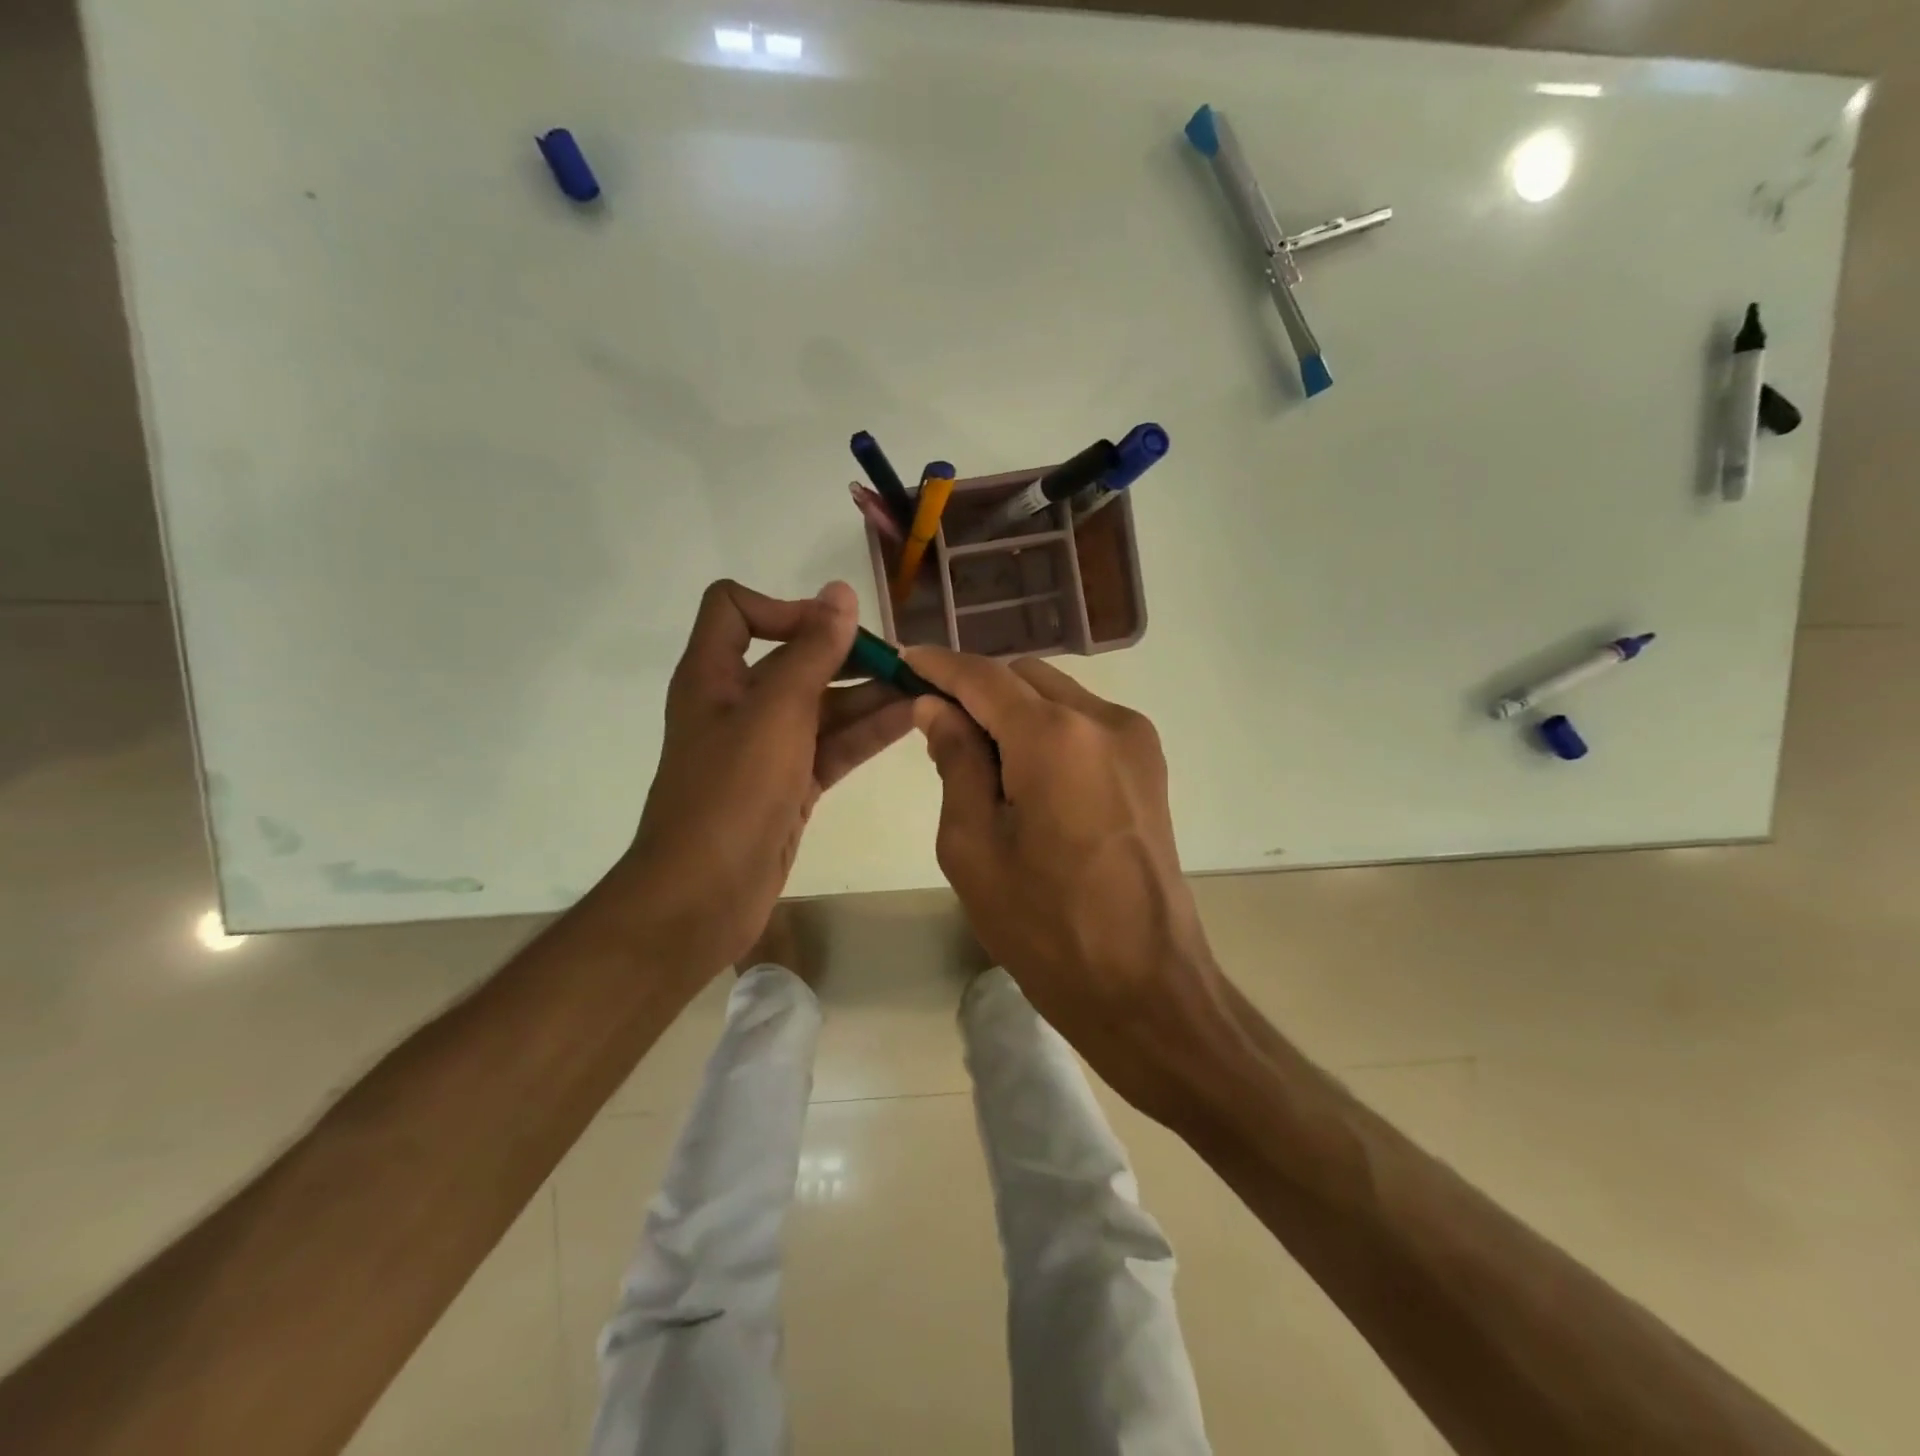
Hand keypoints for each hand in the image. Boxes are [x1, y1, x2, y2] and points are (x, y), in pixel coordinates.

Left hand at [624, 580, 913, 973]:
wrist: (704, 895)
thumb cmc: (732, 792)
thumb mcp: (776, 711)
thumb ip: (812, 651)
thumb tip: (839, 593)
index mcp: (714, 675)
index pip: (735, 609)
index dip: (783, 608)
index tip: (831, 630)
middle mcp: (737, 704)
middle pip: (794, 660)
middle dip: (847, 655)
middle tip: (904, 662)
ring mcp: (766, 748)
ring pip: (822, 707)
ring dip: (869, 696)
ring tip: (924, 689)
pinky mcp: (790, 785)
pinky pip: (832, 746)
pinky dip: (866, 733)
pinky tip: (912, 721)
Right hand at [902, 647, 1237, 1122]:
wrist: (1145, 984)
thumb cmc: (1045, 927)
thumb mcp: (973, 847)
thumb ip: (955, 762)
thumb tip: (937, 708)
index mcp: (1054, 737)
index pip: (984, 677)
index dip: (939, 666)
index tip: (904, 663)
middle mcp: (1103, 719)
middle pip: (1024, 676)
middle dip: (977, 689)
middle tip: (936, 724)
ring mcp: (1135, 739)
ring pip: (1058, 695)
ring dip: (1014, 709)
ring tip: (980, 758)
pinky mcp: (1149, 764)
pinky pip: (1085, 722)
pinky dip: (1048, 729)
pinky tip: (1025, 773)